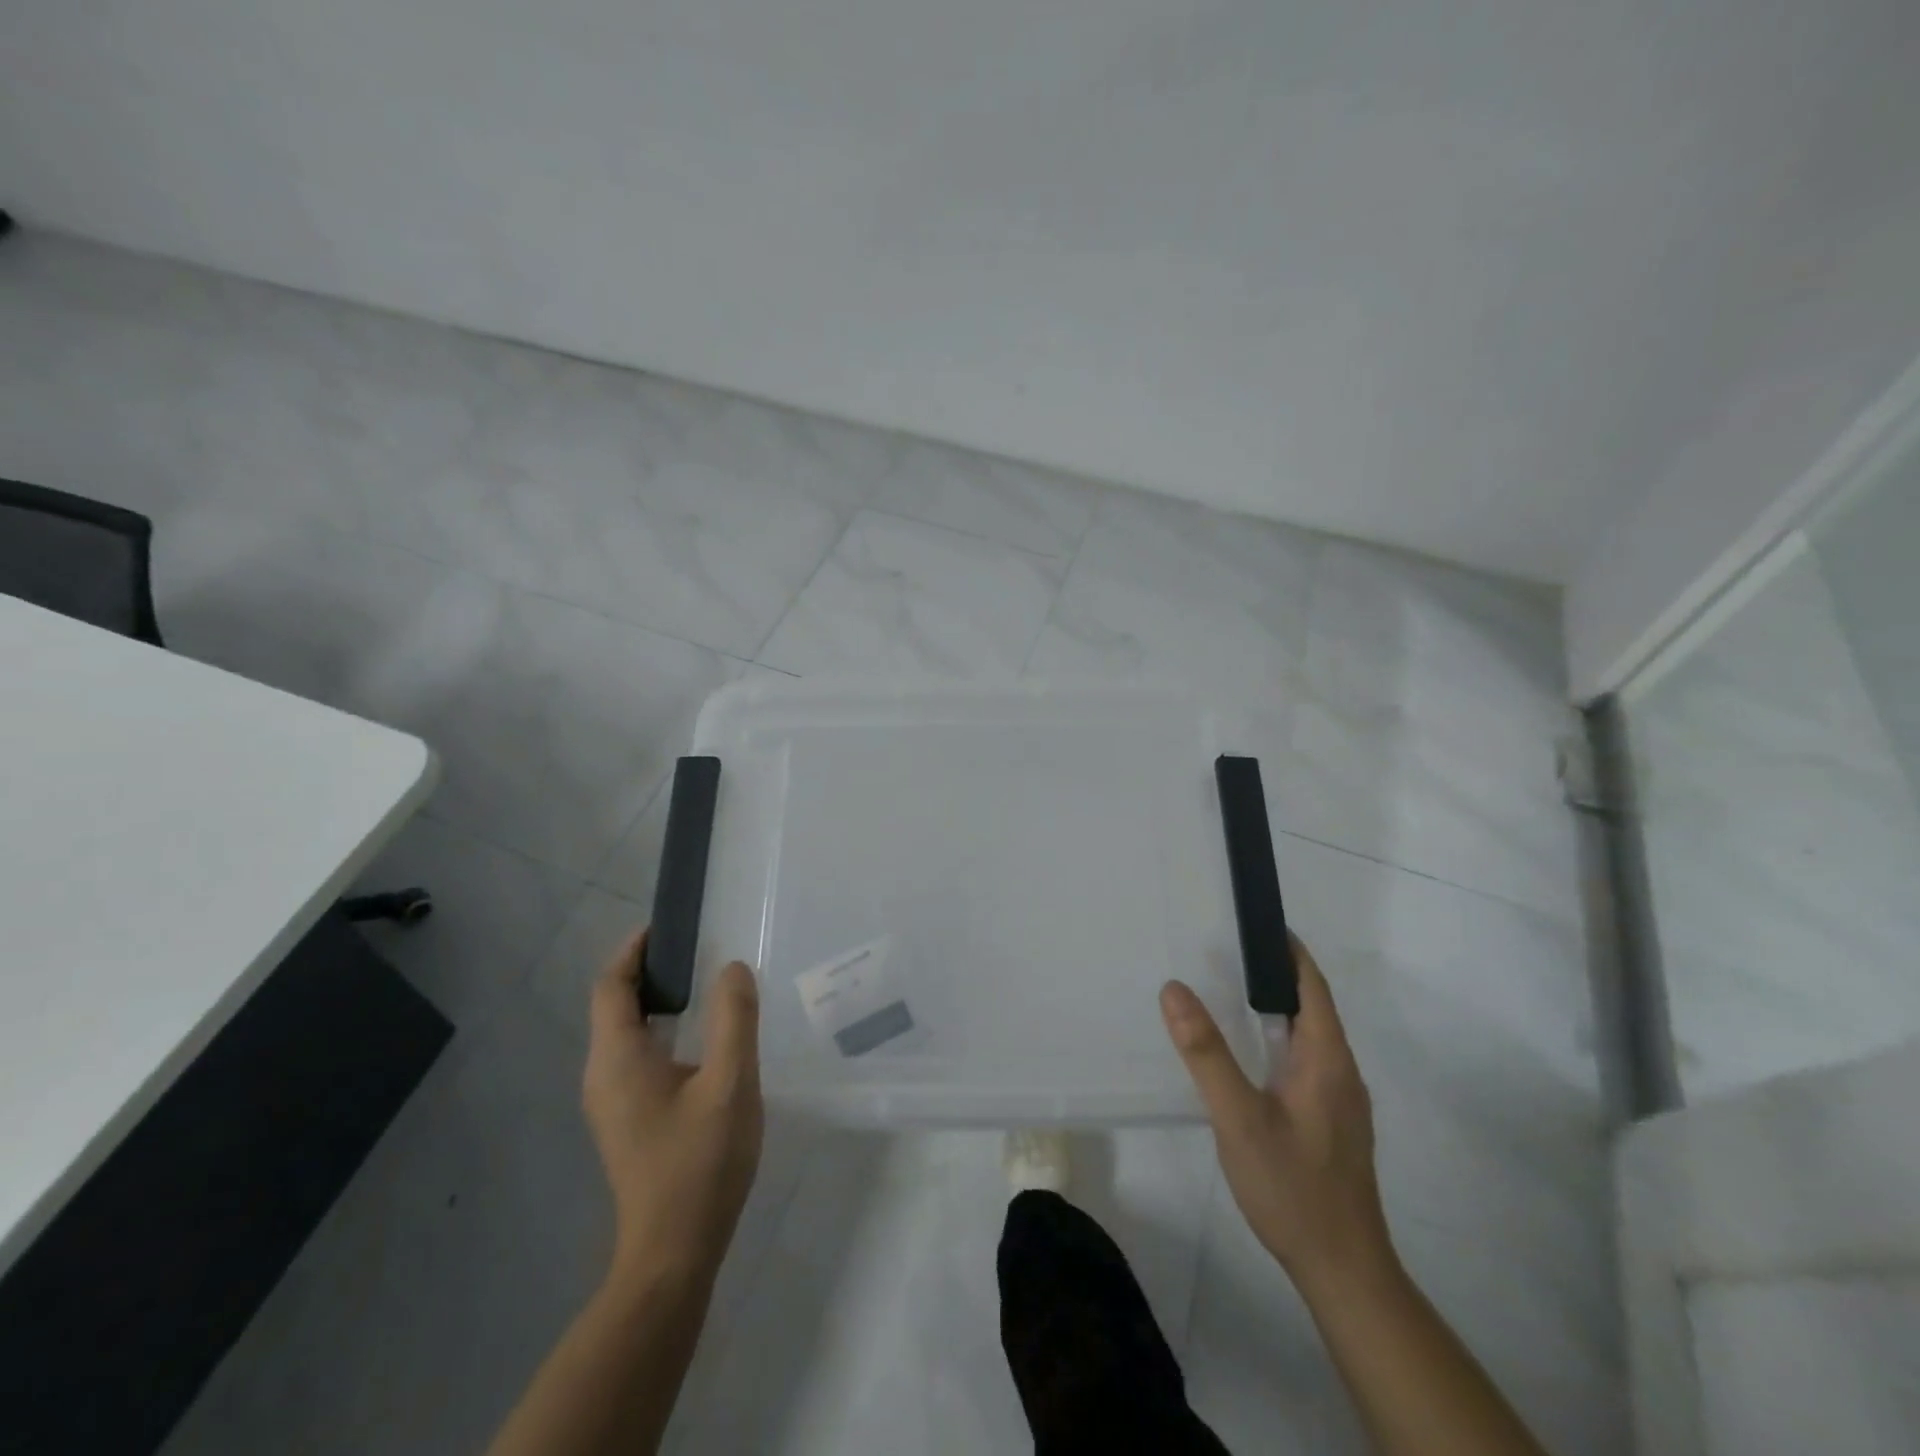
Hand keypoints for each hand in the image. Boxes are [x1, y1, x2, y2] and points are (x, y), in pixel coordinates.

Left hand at [583, 930, 763, 1288]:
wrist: (673, 1253)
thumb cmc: (700, 1164)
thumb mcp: (730, 1083)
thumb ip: (734, 1019)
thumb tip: (733, 967)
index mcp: (618, 1059)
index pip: (611, 986)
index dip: (633, 950)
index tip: (667, 926)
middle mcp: (602, 1075)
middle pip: (613, 1005)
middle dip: (646, 970)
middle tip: (695, 948)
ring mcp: (610, 1102)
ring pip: (623, 1033)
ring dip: (653, 1000)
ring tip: (701, 983)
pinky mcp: (625, 1121)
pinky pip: (633, 1056)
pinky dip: (657, 1029)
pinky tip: (696, 1039)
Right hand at [1160, 935, 1393, 1290]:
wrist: (1344, 1270)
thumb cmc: (1292, 1187)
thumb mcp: (1238, 1117)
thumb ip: (1205, 1053)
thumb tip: (1174, 988)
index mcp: (1326, 1059)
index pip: (1313, 986)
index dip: (1289, 951)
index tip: (1256, 923)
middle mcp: (1341, 1072)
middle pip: (1313, 1007)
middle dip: (1275, 975)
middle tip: (1225, 952)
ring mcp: (1340, 1100)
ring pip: (1310, 1037)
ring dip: (1277, 1008)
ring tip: (1229, 993)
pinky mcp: (1333, 1122)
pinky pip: (1307, 1061)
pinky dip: (1279, 1039)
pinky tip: (1250, 1055)